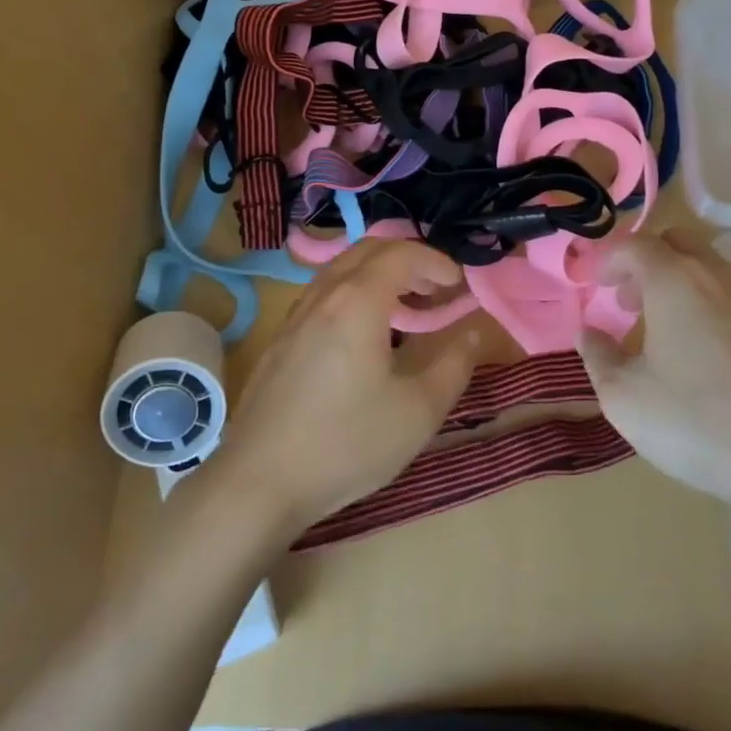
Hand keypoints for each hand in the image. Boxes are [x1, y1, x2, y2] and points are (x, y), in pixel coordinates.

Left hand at [211, 240, 477, 536]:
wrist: (259, 481)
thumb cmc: (347, 444)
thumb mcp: (418, 411)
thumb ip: (453, 365)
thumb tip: (471, 332)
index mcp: (358, 302)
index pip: (401, 253)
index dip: (436, 260)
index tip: (459, 284)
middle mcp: (324, 295)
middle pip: (368, 250)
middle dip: (409, 259)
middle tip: (436, 289)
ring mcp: (296, 315)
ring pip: (342, 268)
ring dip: (379, 273)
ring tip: (406, 308)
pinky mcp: (280, 338)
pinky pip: (324, 292)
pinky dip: (354, 291)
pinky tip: (364, 333)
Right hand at [581, 230, 730, 521]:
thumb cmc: (696, 422)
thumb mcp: (624, 397)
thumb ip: (597, 357)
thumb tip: (590, 334)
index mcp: (674, 280)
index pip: (635, 245)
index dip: (610, 260)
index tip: (597, 287)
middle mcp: (718, 277)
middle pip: (678, 243)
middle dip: (648, 263)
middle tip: (631, 304)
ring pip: (712, 271)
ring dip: (681, 287)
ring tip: (668, 334)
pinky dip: (713, 310)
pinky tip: (710, 359)